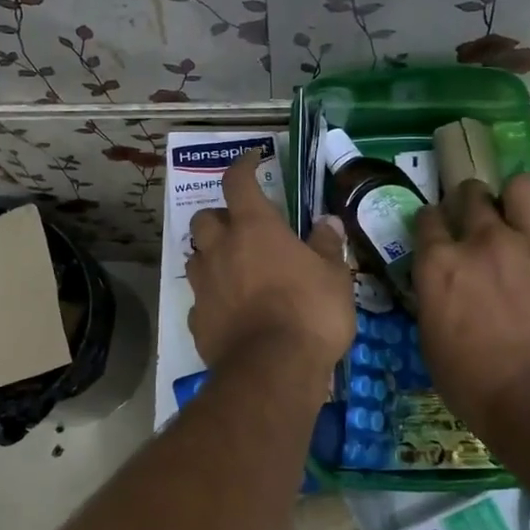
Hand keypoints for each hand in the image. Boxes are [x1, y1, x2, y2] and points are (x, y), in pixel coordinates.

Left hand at [186, 151, 354, 383]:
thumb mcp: (334, 276)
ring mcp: (203, 285)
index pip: (237, 181)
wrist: (272, 369)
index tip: (251, 159)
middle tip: (241, 229)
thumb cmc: (310, 312)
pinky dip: (212, 297)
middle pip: (204, 219)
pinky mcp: (197, 319)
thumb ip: (327, 245)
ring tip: (233, 269)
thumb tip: (327, 222)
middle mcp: (220, 249)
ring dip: (210, 256)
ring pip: (195, 257)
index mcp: (254, 228)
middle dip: (219, 218)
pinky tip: (229, 311)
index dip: (242, 166)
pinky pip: (199, 298)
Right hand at [413, 176, 529, 434]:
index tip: (440, 231)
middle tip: (482, 223)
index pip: (427, 218)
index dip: (433, 222)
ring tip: (525, 221)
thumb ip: (435, 298)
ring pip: (522, 186)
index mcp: (440, 265)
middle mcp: (483, 241)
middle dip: (472, 202)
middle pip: (471, 193)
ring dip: (519, 200)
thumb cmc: (476, 385)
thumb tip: (442, 285)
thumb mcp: (432, 340)